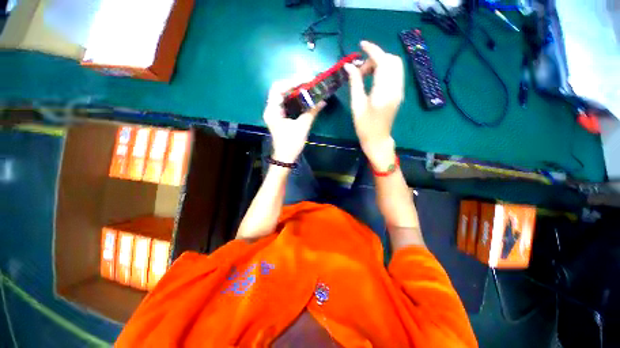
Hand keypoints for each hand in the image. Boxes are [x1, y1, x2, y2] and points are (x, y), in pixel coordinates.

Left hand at [263, 81, 325, 162]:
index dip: (292, 81)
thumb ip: (311, 112)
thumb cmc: (291, 144)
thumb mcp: (302, 127)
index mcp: (273, 110)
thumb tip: (323, 101)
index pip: (278, 88)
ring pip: (283, 96)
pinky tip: (303, 97)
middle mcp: (271, 109)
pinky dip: (294, 98)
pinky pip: (286, 103)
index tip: (306, 79)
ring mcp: (275, 113)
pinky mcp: (279, 117)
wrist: (285, 158)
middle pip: (280, 90)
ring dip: (294, 90)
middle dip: (294, 84)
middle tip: (308, 81)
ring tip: (307, 86)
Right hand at [343, 41, 403, 167]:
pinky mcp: (399, 94)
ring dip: (381, 64)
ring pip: (395, 66)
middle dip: (376, 58)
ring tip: (366, 75)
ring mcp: (399, 91)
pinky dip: (385, 71)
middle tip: (361, 70)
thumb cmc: (364, 126)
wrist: (378, 140)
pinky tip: (373, 79)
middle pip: (392, 60)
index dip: (372, 50)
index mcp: (383, 92)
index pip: (383, 61)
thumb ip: (355, 83)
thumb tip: (350, 66)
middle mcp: (395, 88)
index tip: (361, 45)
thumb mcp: (357, 105)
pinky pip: (395, 74)